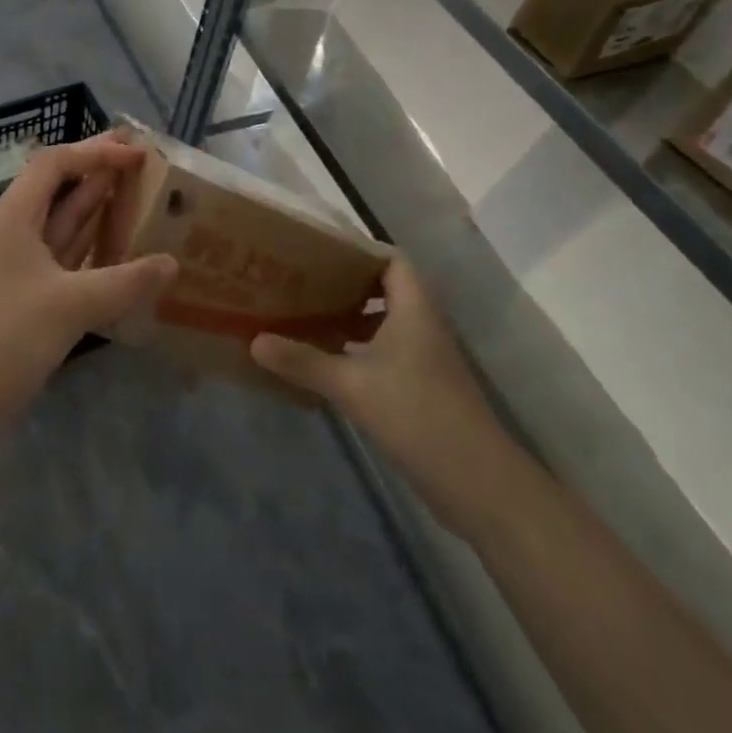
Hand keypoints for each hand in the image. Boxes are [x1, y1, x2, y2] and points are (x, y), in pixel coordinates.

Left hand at [0, 134, 176, 394]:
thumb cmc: (6, 336)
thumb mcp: (71, 304)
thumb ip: (126, 281)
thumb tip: (171, 264)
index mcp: (13, 217)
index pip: (55, 164)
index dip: (96, 152)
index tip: (137, 154)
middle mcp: (12, 232)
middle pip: (57, 189)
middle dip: (98, 173)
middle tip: (143, 165)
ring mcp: (15, 266)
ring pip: (60, 226)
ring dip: (95, 211)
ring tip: (138, 198)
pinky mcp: (22, 297)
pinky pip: (61, 259)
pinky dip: (89, 251)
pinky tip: (118, 254)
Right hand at [250, 259, 523, 534]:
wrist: (477, 482)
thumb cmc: (416, 414)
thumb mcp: (352, 385)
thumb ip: (304, 361)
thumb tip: (255, 340)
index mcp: (414, 308)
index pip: (392, 259)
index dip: (360, 250)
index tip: (319, 252)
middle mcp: (423, 325)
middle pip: (385, 289)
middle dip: (346, 284)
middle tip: (304, 282)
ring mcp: (426, 358)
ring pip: (385, 323)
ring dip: (351, 319)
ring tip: (308, 317)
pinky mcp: (424, 387)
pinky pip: (387, 352)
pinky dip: (359, 350)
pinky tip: (329, 364)